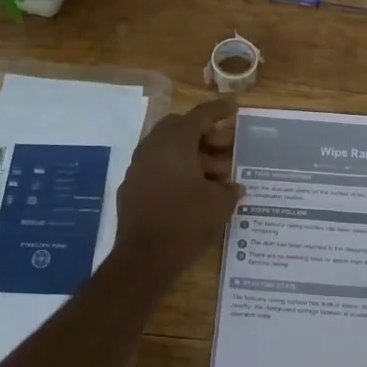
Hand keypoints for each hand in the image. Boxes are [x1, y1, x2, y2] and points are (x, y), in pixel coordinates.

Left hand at [113, 98, 241, 278]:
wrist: (144, 259)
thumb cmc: (186, 224)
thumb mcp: (219, 205)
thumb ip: (229, 189)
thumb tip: (235, 187)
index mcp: (176, 143)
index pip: (199, 115)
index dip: (219, 109)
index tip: (233, 107)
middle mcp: (153, 148)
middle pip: (179, 127)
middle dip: (203, 133)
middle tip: (224, 148)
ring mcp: (138, 166)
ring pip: (166, 146)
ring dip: (189, 152)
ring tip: (212, 174)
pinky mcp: (131, 186)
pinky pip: (155, 165)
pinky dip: (173, 168)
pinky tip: (189, 189)